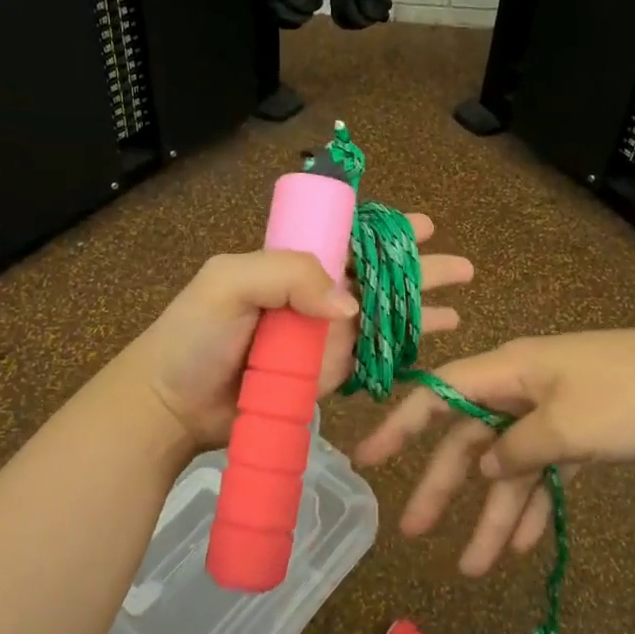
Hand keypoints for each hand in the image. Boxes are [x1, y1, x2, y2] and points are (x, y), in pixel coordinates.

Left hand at [113, 215, 472, 453]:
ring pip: (381, 319)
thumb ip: (287, 274)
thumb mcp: (229, 283)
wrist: (172, 406)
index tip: (424, 227)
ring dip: (420, 312)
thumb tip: (350, 305)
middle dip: (420, 271)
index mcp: (292, 265)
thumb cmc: (195, 336)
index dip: (388, 233)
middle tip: (462, 267)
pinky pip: (367, 360)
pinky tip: (426, 347)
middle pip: (378, 279)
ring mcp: (321, 339)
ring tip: (456, 309)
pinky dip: (399, 353)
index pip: (350, 241)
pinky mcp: (323, 378)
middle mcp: (313, 297)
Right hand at [354, 327, 634, 574]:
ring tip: (476, 568)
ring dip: (493, 513)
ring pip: (510, 464)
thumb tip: (487, 465)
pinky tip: (524, 544)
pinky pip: (545, 470)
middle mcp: (524, 388)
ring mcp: (555, 411)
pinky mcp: (584, 433)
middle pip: (471, 438)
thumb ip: (518, 449)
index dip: (400, 424)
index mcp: (511, 371)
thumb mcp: (570, 427)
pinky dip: (533, 504)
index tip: (367, 459)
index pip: (439, 394)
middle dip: (445, 486)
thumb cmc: (634, 397)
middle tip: (414, 533)